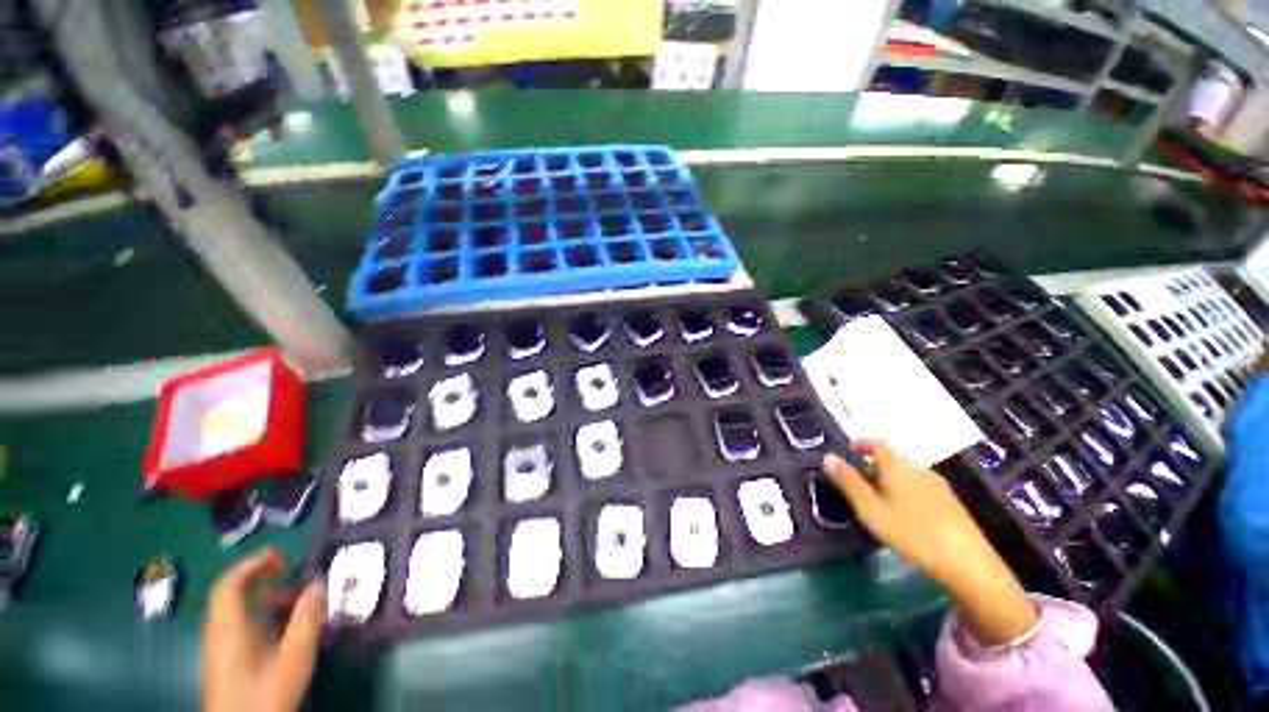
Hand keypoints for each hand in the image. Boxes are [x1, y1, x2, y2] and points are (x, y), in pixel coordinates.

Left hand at [202, 549, 324, 711]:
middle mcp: (220, 633)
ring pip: (240, 612)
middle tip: (291, 570)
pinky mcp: (228, 661)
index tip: (279, 555)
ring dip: (268, 599)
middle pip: (234, 596)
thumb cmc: (265, 694)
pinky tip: (288, 627)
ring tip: (298, 600)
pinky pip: (243, 627)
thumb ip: (306, 619)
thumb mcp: (293, 658)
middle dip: (263, 578)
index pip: (229, 585)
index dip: (251, 564)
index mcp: (228, 628)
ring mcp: (222, 648)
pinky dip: (264, 617)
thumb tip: (318, 583)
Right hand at [823, 440, 1038, 644]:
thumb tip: (828, 457)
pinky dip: (904, 492)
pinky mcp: (951, 504)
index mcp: (898, 467)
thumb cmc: (913, 533)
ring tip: (876, 500)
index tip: (849, 450)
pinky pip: (919, 488)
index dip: (862, 444)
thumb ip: (848, 482)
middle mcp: (919, 470)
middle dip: (871, 467)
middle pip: (891, 461)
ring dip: (888, 481)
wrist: (969, 565)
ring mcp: (938, 487)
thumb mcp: (871, 509)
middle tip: (856, 484)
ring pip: (906, 476)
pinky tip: (903, 514)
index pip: (877, 444)